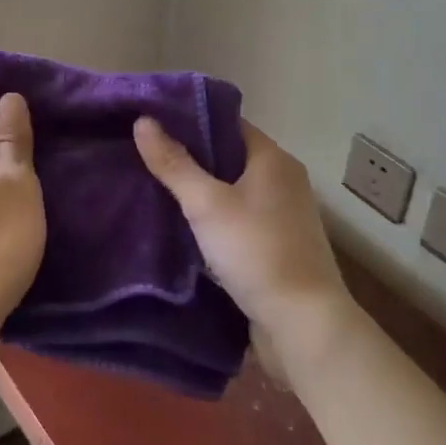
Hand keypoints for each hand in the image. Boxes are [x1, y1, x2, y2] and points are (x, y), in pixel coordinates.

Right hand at [133, 117, 359, 378]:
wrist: (303, 325)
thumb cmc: (256, 252)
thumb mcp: (206, 204)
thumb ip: (174, 163)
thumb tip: (142, 120)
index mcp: (273, 159)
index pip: (226, 122)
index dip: (189, 119)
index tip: (151, 123)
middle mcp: (283, 180)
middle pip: (227, 156)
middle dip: (188, 156)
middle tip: (143, 155)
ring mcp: (282, 215)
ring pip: (230, 189)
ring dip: (198, 190)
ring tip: (152, 186)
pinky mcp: (276, 245)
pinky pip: (236, 218)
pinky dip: (211, 217)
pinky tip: (180, 224)